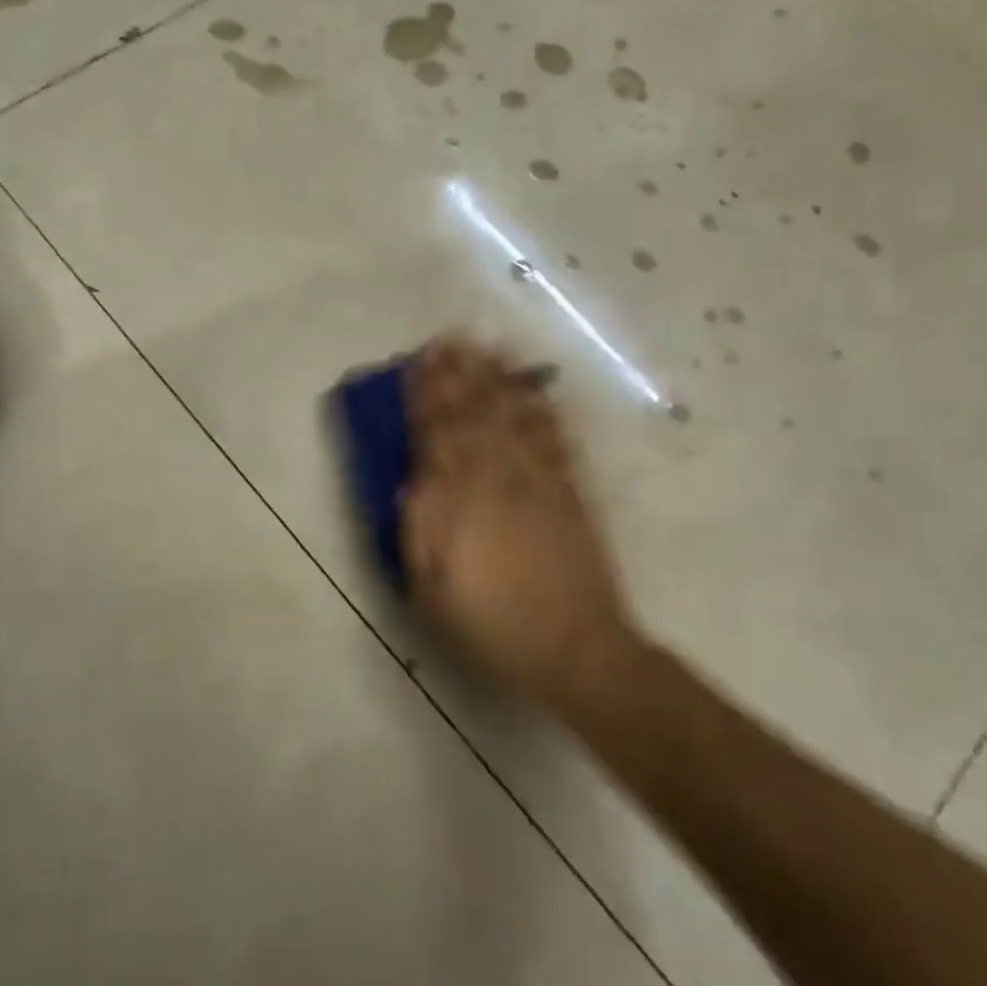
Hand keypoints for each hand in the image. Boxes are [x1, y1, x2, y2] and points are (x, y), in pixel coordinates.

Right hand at [401, 338, 642, 710]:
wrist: (575, 647)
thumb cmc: (490, 622)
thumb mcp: (433, 587)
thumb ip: (419, 529)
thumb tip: (411, 481)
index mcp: (459, 501)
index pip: (437, 434)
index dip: (427, 395)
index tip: (418, 362)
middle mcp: (499, 478)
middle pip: (475, 415)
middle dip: (460, 373)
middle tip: (450, 338)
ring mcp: (539, 481)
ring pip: (514, 417)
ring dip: (498, 379)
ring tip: (488, 348)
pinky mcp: (570, 492)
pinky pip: (554, 440)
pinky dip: (543, 410)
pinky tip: (535, 390)